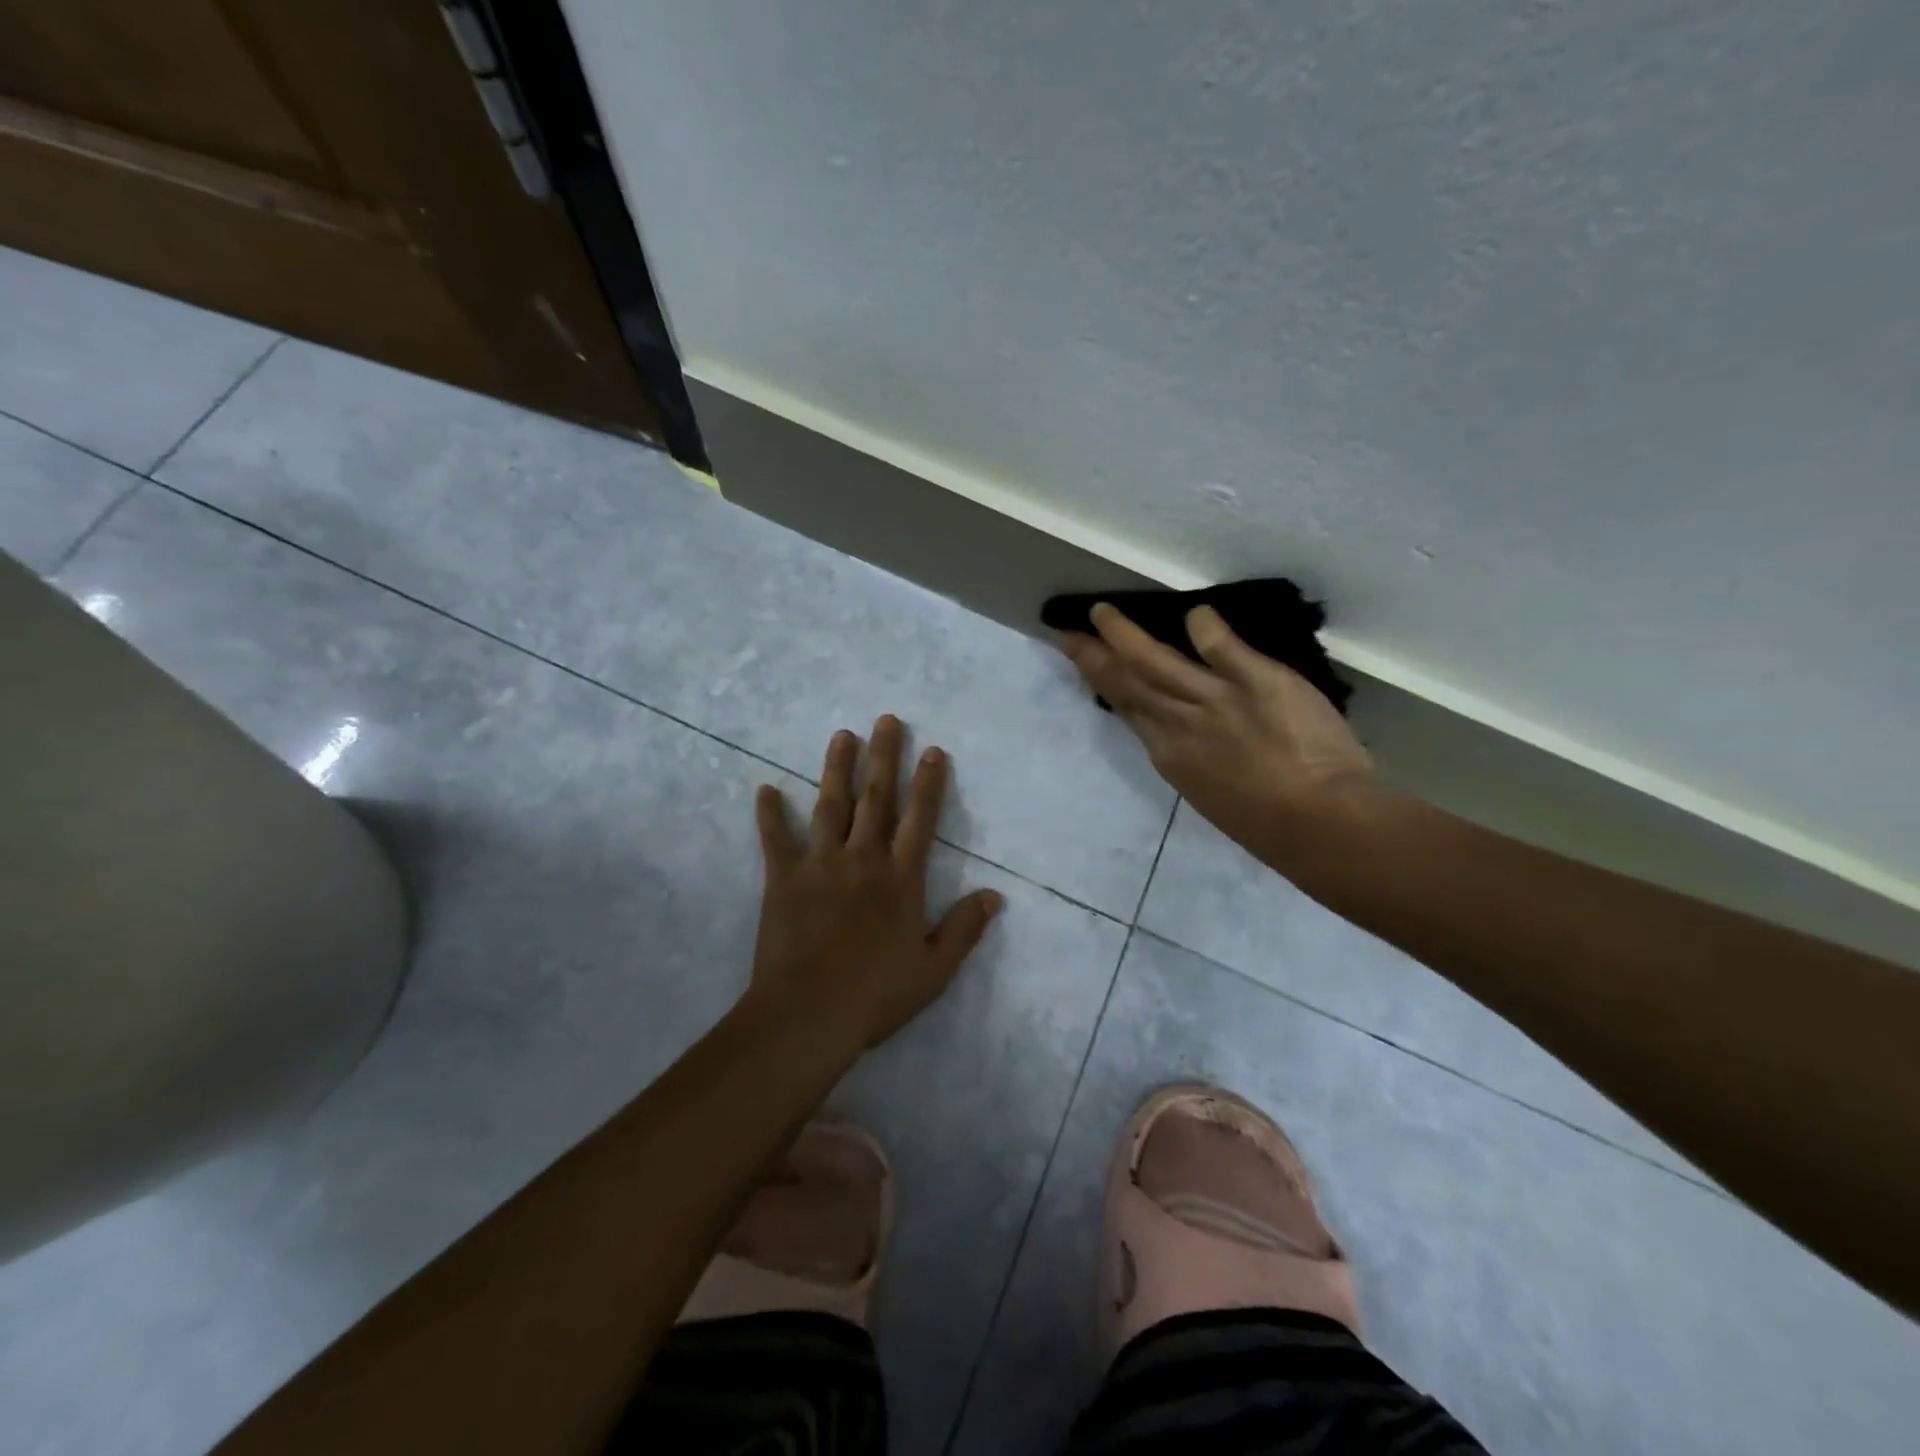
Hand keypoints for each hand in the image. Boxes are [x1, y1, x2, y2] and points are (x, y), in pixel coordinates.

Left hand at [745, 716, 1003, 1055]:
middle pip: (875, 799)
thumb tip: (995, 895)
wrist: (808, 1015)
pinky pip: (775, 840)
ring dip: (836, 768)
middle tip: (886, 720)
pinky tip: (765, 789)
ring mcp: (819, 865)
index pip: (920, 819)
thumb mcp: (934, 969)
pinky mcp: (783, 879)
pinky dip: (769, 815)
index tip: (933, 750)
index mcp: (900, 879)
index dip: (929, 783)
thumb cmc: (875, 994)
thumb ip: (964, 928)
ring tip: (841, 735)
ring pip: (830, 806)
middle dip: (883, 757)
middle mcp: (862, 860)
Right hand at [1059, 603, 1376, 851]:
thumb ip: (1192, 754)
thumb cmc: (1268, 824)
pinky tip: (1194, 613)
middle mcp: (1180, 724)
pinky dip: (1205, 628)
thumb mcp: (1210, 792)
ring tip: (1103, 612)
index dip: (1102, 683)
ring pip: (1157, 662)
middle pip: (1128, 683)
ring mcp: (1215, 699)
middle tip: (1070, 632)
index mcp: (1170, 756)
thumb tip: (1180, 728)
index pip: (1128, 709)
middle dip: (1095, 655)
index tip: (1086, 662)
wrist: (1320, 825)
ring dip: (1126, 635)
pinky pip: (1223, 648)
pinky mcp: (1257, 681)